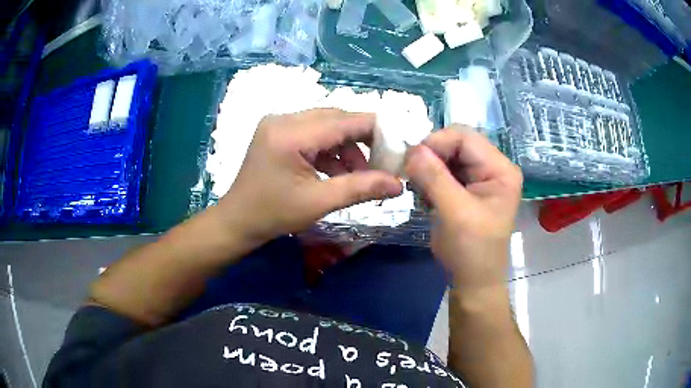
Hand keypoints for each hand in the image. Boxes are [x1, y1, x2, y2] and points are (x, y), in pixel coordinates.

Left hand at [217, 109, 402, 242]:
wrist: (237, 221)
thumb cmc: (273, 215)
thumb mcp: (319, 203)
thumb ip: (361, 188)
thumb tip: (398, 185)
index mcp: (290, 134)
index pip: (344, 120)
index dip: (376, 129)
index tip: (400, 143)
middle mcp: (283, 119)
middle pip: (336, 118)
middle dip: (362, 139)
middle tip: (382, 162)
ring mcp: (279, 123)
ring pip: (326, 125)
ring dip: (346, 147)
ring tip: (359, 174)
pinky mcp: (278, 132)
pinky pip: (313, 133)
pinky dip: (330, 150)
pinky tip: (337, 173)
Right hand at [405, 127, 522, 291]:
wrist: (473, 280)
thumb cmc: (472, 251)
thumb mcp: (455, 213)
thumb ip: (435, 179)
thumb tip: (412, 148)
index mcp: (500, 169)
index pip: (465, 137)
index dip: (437, 142)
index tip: (411, 159)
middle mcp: (492, 167)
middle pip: (456, 144)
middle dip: (431, 155)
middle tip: (410, 173)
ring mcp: (479, 177)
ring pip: (447, 156)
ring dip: (428, 168)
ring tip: (419, 188)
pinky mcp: (466, 188)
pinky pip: (443, 171)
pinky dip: (429, 178)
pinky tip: (425, 195)